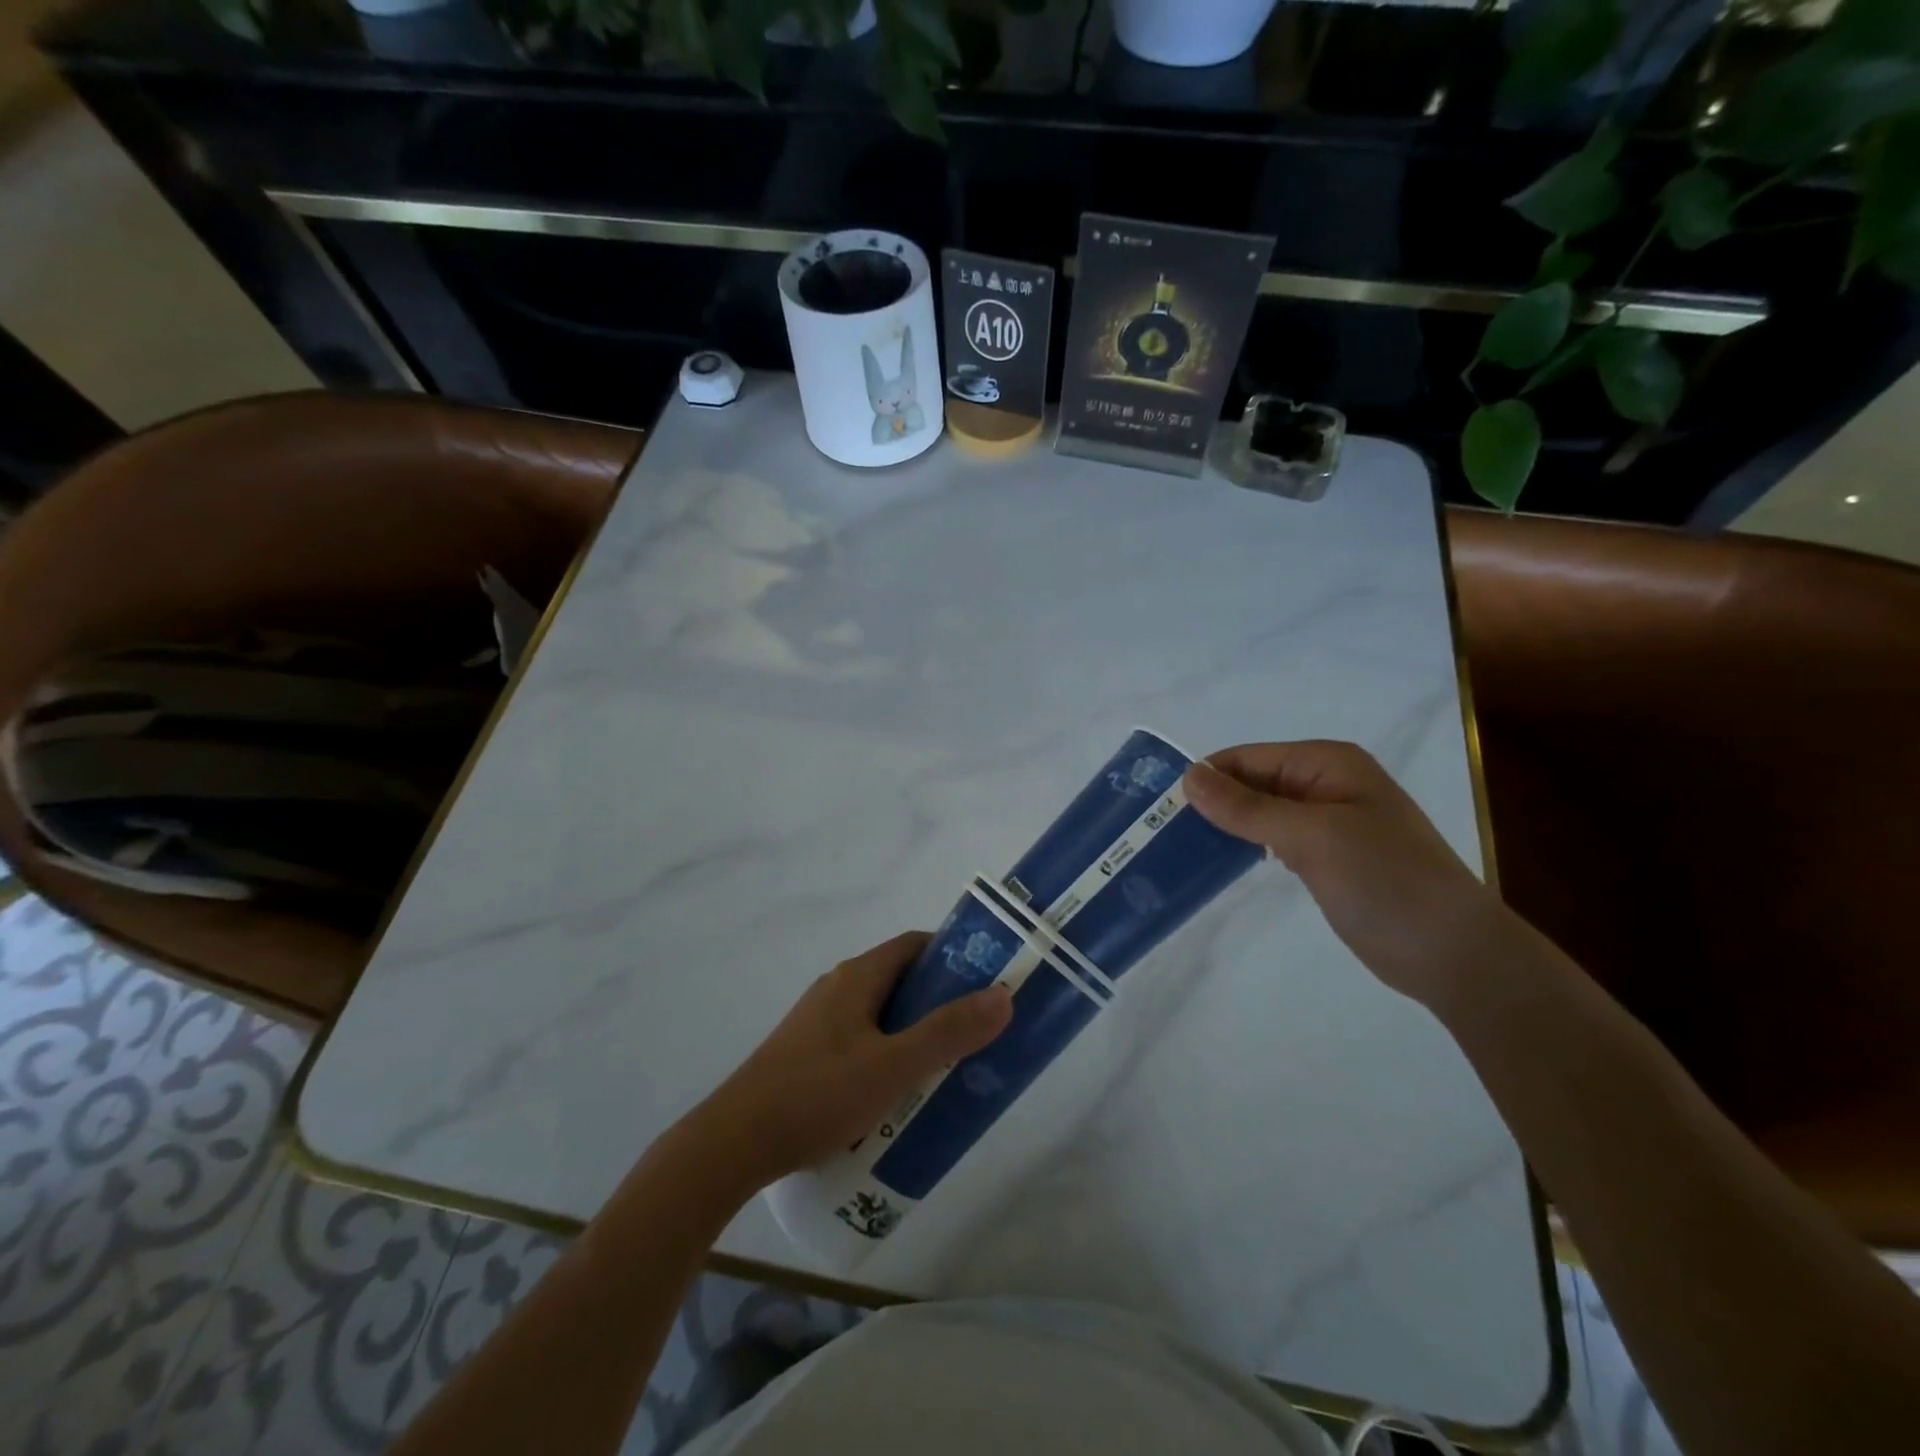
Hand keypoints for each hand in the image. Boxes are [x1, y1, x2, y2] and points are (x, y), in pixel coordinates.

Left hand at [697, 932, 1012, 1187]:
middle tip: (976, 1033)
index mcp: (858, 977)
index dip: (954, 956)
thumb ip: (948, 1032)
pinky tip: (897, 1096)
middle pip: (900, 981)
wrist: (733, 1143)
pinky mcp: (806, 1054)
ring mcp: (818, 1022)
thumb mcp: (893, 1066)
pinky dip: (888, 1055)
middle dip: (940, 1002)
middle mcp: (838, 988)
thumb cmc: (817, 1095)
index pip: (915, 946)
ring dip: (914, 1033)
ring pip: (881, 1015)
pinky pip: (861, 1041)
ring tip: (946, 1069)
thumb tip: (1003, 995)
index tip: (988, 981)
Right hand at [1183, 741, 1506, 1007]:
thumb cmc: (1385, 880)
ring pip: (1259, 813)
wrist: (1452, 952)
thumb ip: (1247, 807)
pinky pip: (1272, 840)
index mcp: (1327, 763)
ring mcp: (1327, 822)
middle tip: (1160, 832)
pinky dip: (1245, 847)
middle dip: (1211, 803)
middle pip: (1251, 783)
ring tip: (1178, 848)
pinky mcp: (1325, 857)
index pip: (1247, 758)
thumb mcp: (1312, 836)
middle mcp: (1324, 784)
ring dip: (1224, 826)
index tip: (1160, 809)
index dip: (1206, 778)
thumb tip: (1189, 777)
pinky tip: (1219, 862)